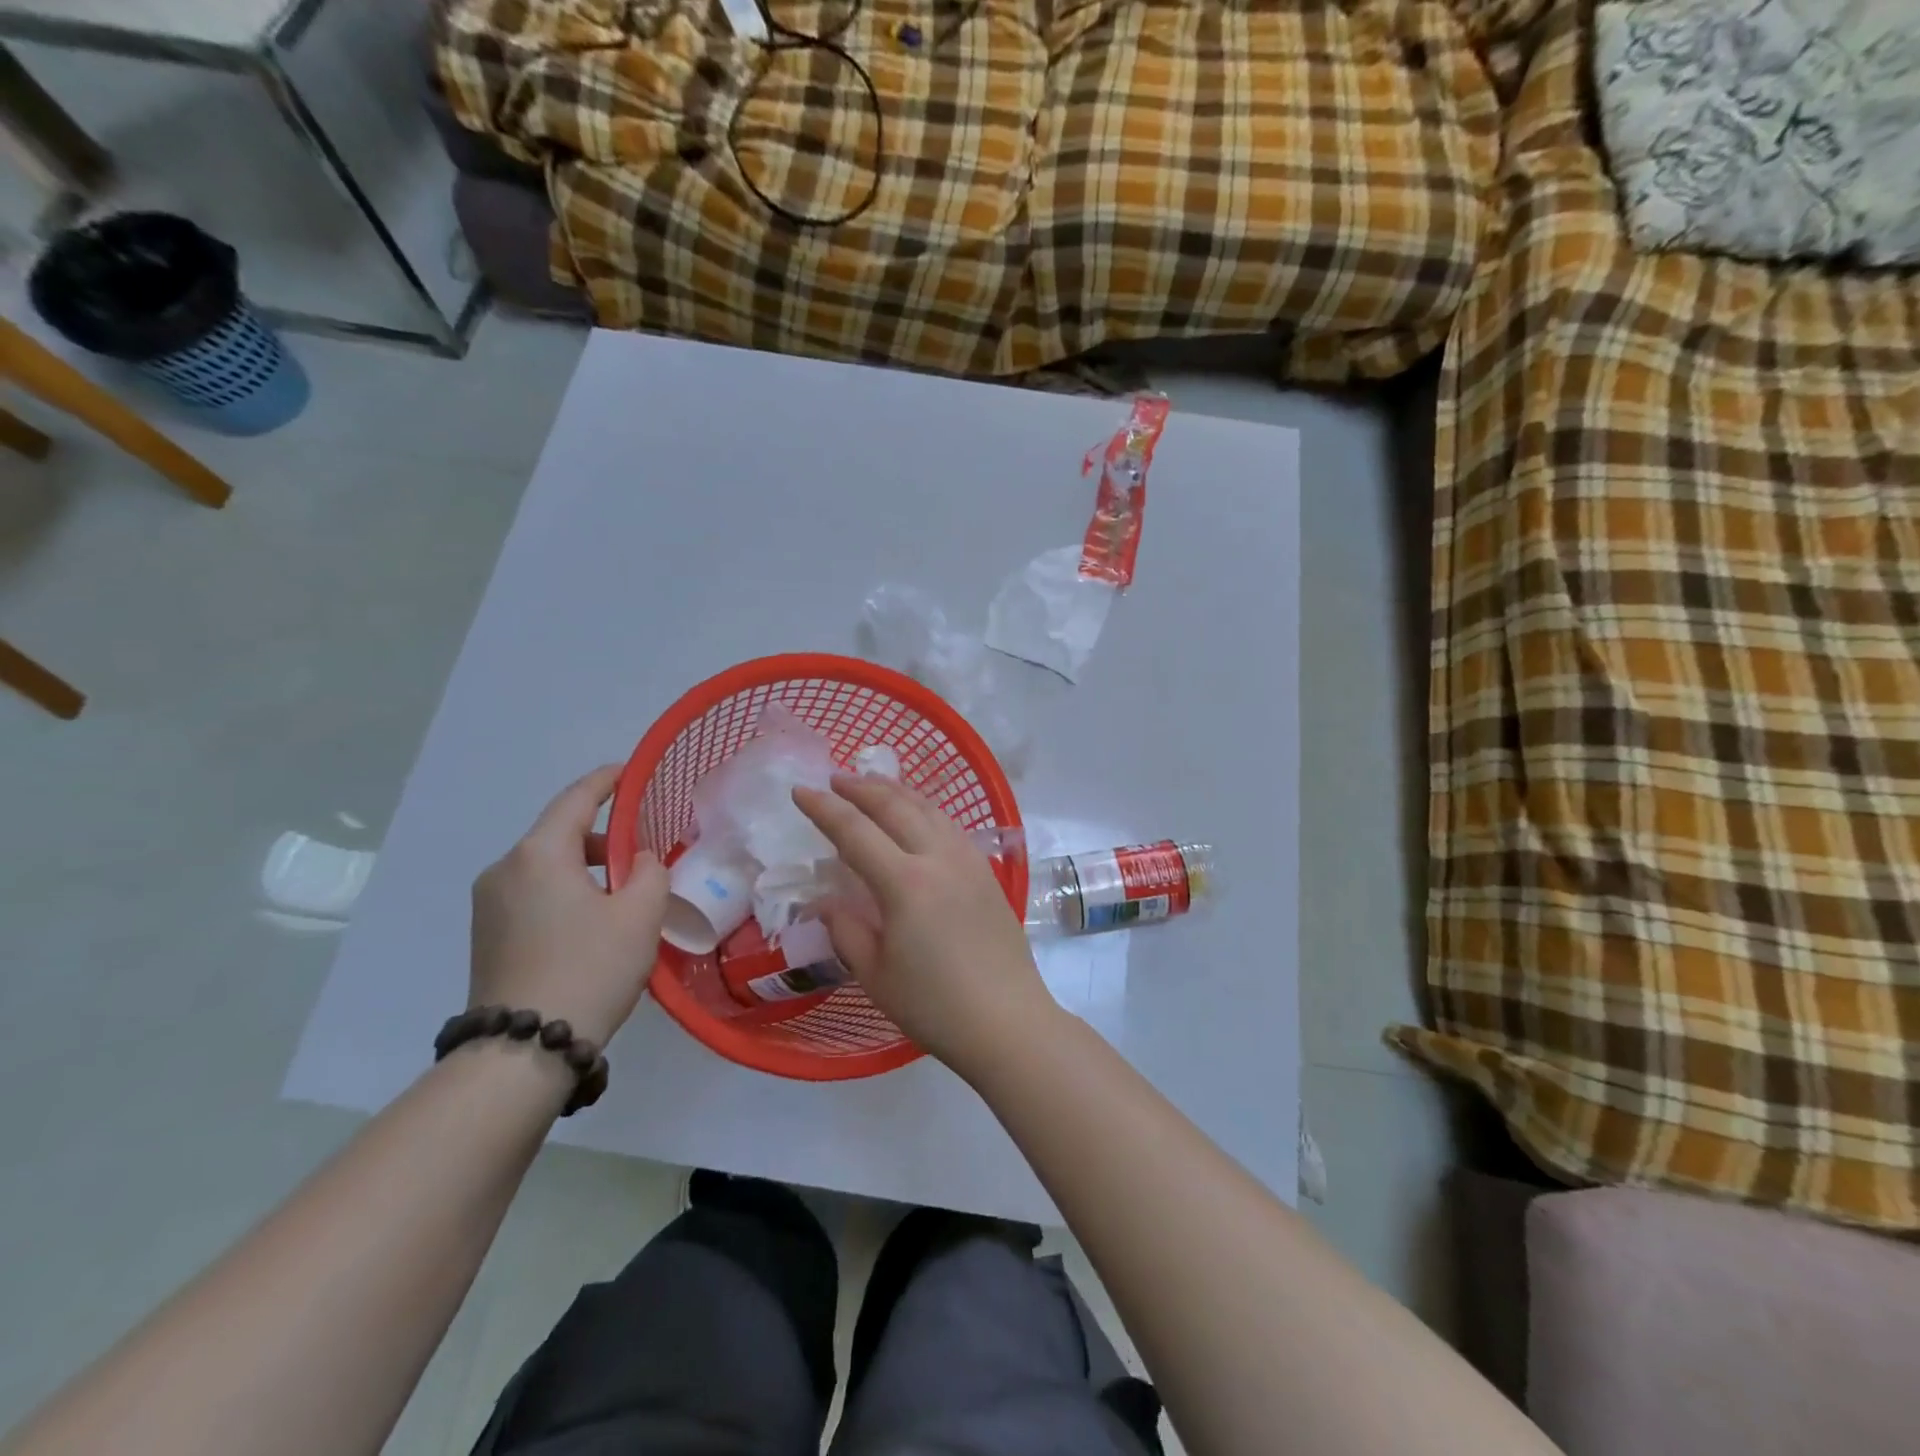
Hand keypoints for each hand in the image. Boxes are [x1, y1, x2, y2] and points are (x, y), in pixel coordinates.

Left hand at [470, 765, 669, 1046]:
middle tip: (642, 850)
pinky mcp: (486, 935)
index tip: (630, 771)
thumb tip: (636, 862)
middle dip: (602, 835)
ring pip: (545, 866)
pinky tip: (592, 921)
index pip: (576, 799)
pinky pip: (532, 893)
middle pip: (559, 834)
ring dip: (584, 868)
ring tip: (623, 892)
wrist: (523, 1050)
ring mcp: (488, 904)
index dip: (606, 781)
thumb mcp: (640, 914)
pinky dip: (565, 891)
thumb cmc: (590, 968)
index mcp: (539, 854)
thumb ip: (649, 872)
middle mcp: (504, 869)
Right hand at [793, 774, 1057, 1076]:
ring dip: (897, 792)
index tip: (800, 791)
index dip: (824, 808)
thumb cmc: (934, 1006)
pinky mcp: (987, 873)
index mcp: (905, 883)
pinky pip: (950, 826)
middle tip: (835, 779)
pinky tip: (919, 816)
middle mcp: (938, 859)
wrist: (1007, 1022)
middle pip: (896, 807)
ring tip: (874, 785)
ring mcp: (968, 862)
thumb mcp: (875, 974)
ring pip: (929, 809)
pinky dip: (926, 810)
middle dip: (862, 788)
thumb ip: (846, 930)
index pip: (855, 832)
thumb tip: (826, 901)